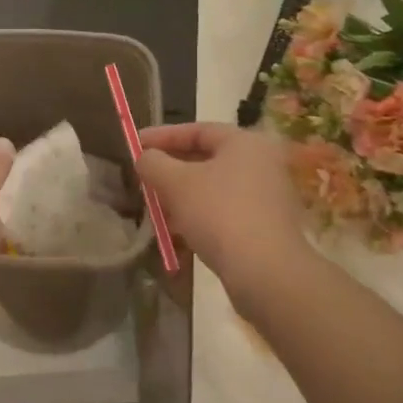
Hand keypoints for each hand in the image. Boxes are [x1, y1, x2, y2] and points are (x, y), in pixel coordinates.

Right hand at [137, 124, 308, 311]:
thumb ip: (154, 163)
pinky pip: (224, 211)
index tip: (135, 144)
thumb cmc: (219, 214)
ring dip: (182, 196)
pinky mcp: (265, 227)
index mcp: (245, 143)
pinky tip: (178, 232)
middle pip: (206, 159)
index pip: (197, 130)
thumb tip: (145, 157)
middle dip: (170, 170)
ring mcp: (267, 197)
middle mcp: (261, 163)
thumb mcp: (176, 183)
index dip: (163, 136)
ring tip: (155, 209)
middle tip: (144, 178)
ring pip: (213, 188)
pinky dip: (199, 215)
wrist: (266, 272)